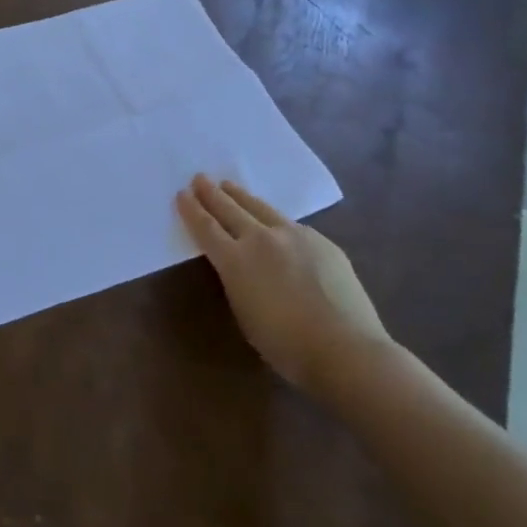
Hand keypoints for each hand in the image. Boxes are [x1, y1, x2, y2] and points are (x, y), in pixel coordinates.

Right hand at [174, 175, 391, 398]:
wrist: (345, 348)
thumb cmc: (284, 343)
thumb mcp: (243, 310)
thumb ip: (236, 279)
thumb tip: (239, 264)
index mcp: (234, 260)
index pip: (205, 227)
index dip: (191, 210)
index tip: (182, 194)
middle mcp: (261, 239)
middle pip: (230, 209)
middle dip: (211, 193)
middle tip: (199, 178)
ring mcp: (295, 236)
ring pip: (261, 208)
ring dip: (241, 196)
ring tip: (229, 186)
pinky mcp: (322, 242)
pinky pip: (290, 224)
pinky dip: (273, 218)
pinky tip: (273, 221)